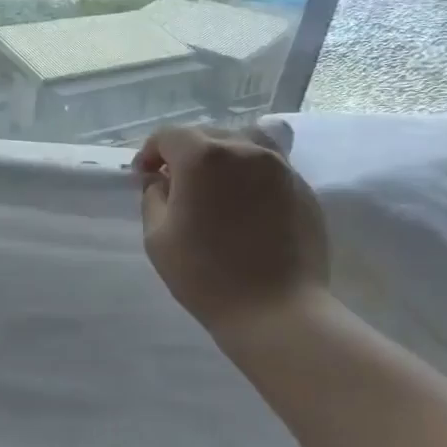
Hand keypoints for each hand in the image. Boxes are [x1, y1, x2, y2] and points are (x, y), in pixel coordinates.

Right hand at [133, 123, 330, 335]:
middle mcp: (245, 150)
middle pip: (207, 135)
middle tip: (174, 185)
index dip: (150, 153)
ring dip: (220, 158)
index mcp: (203, 158)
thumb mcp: (157, 237)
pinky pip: (268, 168)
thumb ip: (153, 197)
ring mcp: (280, 167)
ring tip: (213, 188)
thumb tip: (161, 181)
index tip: (143, 177)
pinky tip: (242, 206)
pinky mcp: (302, 189)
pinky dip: (248, 176)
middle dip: (184, 154)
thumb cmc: (205, 275)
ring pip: (243, 145)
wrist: (276, 310)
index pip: (169, 136)